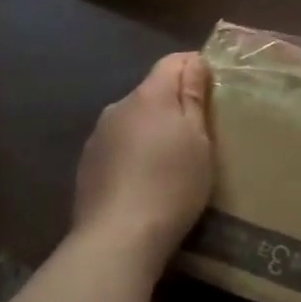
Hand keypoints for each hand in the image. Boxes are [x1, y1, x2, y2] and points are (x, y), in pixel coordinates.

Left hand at [73, 52, 214, 270]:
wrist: (117, 240)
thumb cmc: (171, 183)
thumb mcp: (199, 139)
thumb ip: (193, 96)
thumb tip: (194, 61)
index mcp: (149, 95)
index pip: (174, 61)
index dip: (196, 68)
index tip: (214, 91)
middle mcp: (118, 107)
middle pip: (153, 91)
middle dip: (174, 103)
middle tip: (199, 133)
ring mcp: (98, 137)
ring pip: (134, 119)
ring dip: (152, 129)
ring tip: (171, 161)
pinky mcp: (86, 165)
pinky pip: (118, 145)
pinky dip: (134, 153)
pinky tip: (144, 181)